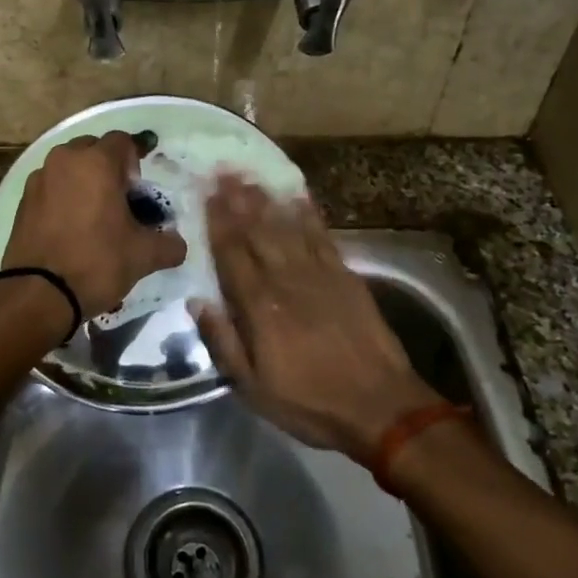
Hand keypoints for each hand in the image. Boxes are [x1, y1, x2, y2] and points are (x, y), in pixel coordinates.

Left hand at [2, 131, 187, 318]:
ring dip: (83, 181)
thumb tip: (177, 244)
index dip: (135, 161)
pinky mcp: (23, 200)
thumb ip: (169, 244)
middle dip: (108, 168)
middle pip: (93, 149)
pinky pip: (50, 187)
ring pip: (68, 167)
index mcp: (96, 162)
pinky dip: (62, 197)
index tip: (137, 192)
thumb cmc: (96, 262)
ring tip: (93, 216)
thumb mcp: (143, 255)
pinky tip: (70, 228)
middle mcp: (64, 160)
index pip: (122, 141)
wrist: (38, 294)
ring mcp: (39, 178)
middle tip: (118, 201)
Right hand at [196, 175, 440, 458]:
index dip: (217, 222)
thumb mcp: (252, 387)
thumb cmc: (309, 401)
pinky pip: (322, 236)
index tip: (206, 194)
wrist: (380, 407)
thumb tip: (197, 302)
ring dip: (266, 199)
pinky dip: (308, 214)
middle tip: (223, 170)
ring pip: (286, 227)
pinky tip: (297, 196)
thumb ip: (223, 341)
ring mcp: (318, 274)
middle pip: (257, 232)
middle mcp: (285, 280)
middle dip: (238, 200)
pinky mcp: (345, 275)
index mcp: (259, 307)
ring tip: (250, 175)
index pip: (232, 254)